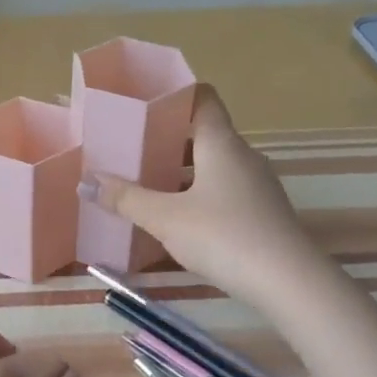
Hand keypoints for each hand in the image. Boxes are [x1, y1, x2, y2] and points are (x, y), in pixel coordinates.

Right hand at [85, 85, 317, 308]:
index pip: (202, 98)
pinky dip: (197, 193)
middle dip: (166, 138)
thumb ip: (125, 198)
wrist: (290, 283)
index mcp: (221, 143)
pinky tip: (175, 216)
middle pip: (203, 132)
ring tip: (144, 181)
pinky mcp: (262, 212)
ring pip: (212, 164)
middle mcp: (242, 155)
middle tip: (129, 146)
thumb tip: (86, 181)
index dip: (173, 94)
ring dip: (181, 170)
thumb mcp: (165, 218)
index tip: (141, 102)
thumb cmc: (224, 236)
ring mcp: (256, 184)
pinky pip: (223, 189)